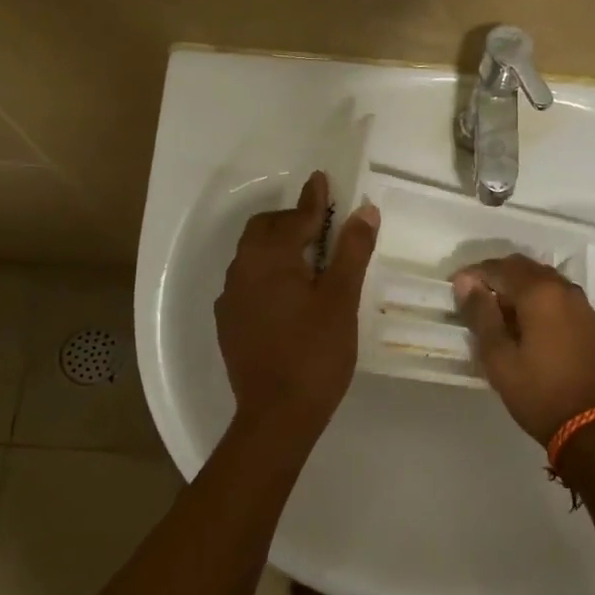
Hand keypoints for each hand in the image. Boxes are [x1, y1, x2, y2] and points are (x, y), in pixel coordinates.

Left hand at [216, 172, 378, 438]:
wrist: (277, 415)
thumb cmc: (315, 353)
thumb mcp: (341, 299)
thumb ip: (351, 251)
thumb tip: (364, 210)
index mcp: (269, 259)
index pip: (294, 218)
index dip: (313, 199)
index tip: (322, 179)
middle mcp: (242, 271)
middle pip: (264, 230)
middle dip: (291, 220)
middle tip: (322, 225)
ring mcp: (231, 298)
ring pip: (253, 256)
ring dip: (278, 246)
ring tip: (308, 257)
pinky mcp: (229, 322)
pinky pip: (248, 282)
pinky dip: (268, 273)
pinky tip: (288, 293)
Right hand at [452, 255, 594, 444]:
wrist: (592, 427)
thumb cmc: (538, 392)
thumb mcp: (498, 357)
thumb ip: (481, 314)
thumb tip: (466, 281)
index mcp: (540, 292)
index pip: (500, 268)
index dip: (473, 275)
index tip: (455, 290)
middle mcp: (564, 289)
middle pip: (524, 268)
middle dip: (496, 277)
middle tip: (474, 301)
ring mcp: (582, 305)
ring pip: (544, 281)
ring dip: (518, 288)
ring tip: (498, 315)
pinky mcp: (591, 322)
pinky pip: (559, 297)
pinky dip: (538, 301)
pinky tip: (527, 326)